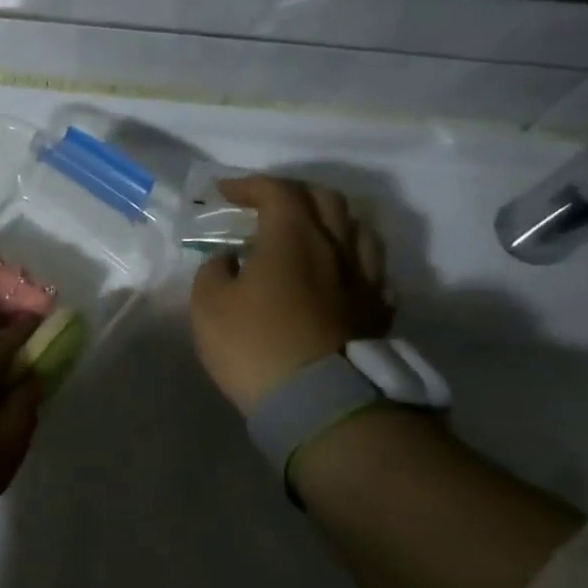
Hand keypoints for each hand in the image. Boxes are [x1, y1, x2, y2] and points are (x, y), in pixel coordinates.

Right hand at [190, 176, 392, 411]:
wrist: (320, 401)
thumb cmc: (255, 345)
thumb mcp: (208, 305)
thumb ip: (214, 271)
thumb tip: (230, 260)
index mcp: (293, 237)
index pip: (277, 191)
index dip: (249, 185)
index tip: (224, 193)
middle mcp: (336, 247)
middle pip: (326, 200)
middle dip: (293, 194)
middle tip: (267, 205)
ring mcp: (365, 279)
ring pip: (359, 229)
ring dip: (332, 220)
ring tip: (311, 231)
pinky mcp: (378, 311)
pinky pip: (373, 270)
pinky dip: (353, 259)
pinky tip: (341, 272)